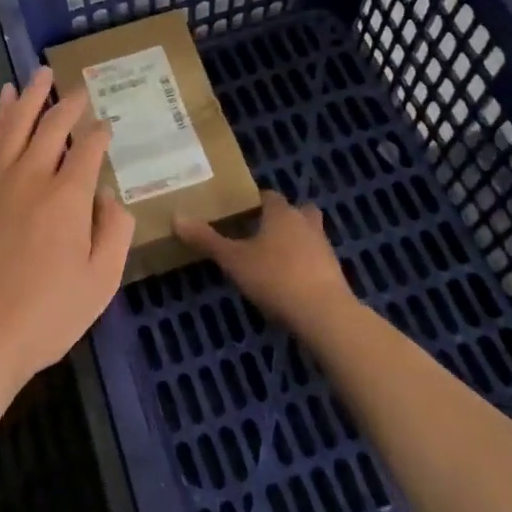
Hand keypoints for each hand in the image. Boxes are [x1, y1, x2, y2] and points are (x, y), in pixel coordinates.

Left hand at [0, 68, 134, 405]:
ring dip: (32, 95)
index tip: (106, 125)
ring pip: (18, 123)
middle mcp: (32, 176)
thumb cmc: (44, 318)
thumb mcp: (99, 284)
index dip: (99, 134)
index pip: (87, 149)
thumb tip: (107, 193)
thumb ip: (114, 231)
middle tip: (80, 89)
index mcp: (68, 198)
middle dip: (69, 104)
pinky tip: (6, 100)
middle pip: (53, 126)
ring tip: (42, 72)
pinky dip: (1, 114)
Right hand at [177, 190, 356, 332]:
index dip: (254, 203)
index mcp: (281, 212)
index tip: (239, 213)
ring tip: (273, 260)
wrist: (325, 315)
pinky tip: (290, 284)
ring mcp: (324, 248)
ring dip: (296, 243)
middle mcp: (305, 223)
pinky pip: (316, 261)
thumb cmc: (275, 277)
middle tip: (261, 233)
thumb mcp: (233, 260)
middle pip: (297, 211)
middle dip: (283, 219)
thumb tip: (176, 217)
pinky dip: (305, 267)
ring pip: (309, 236)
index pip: (268, 196)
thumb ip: (206, 239)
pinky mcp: (335, 274)